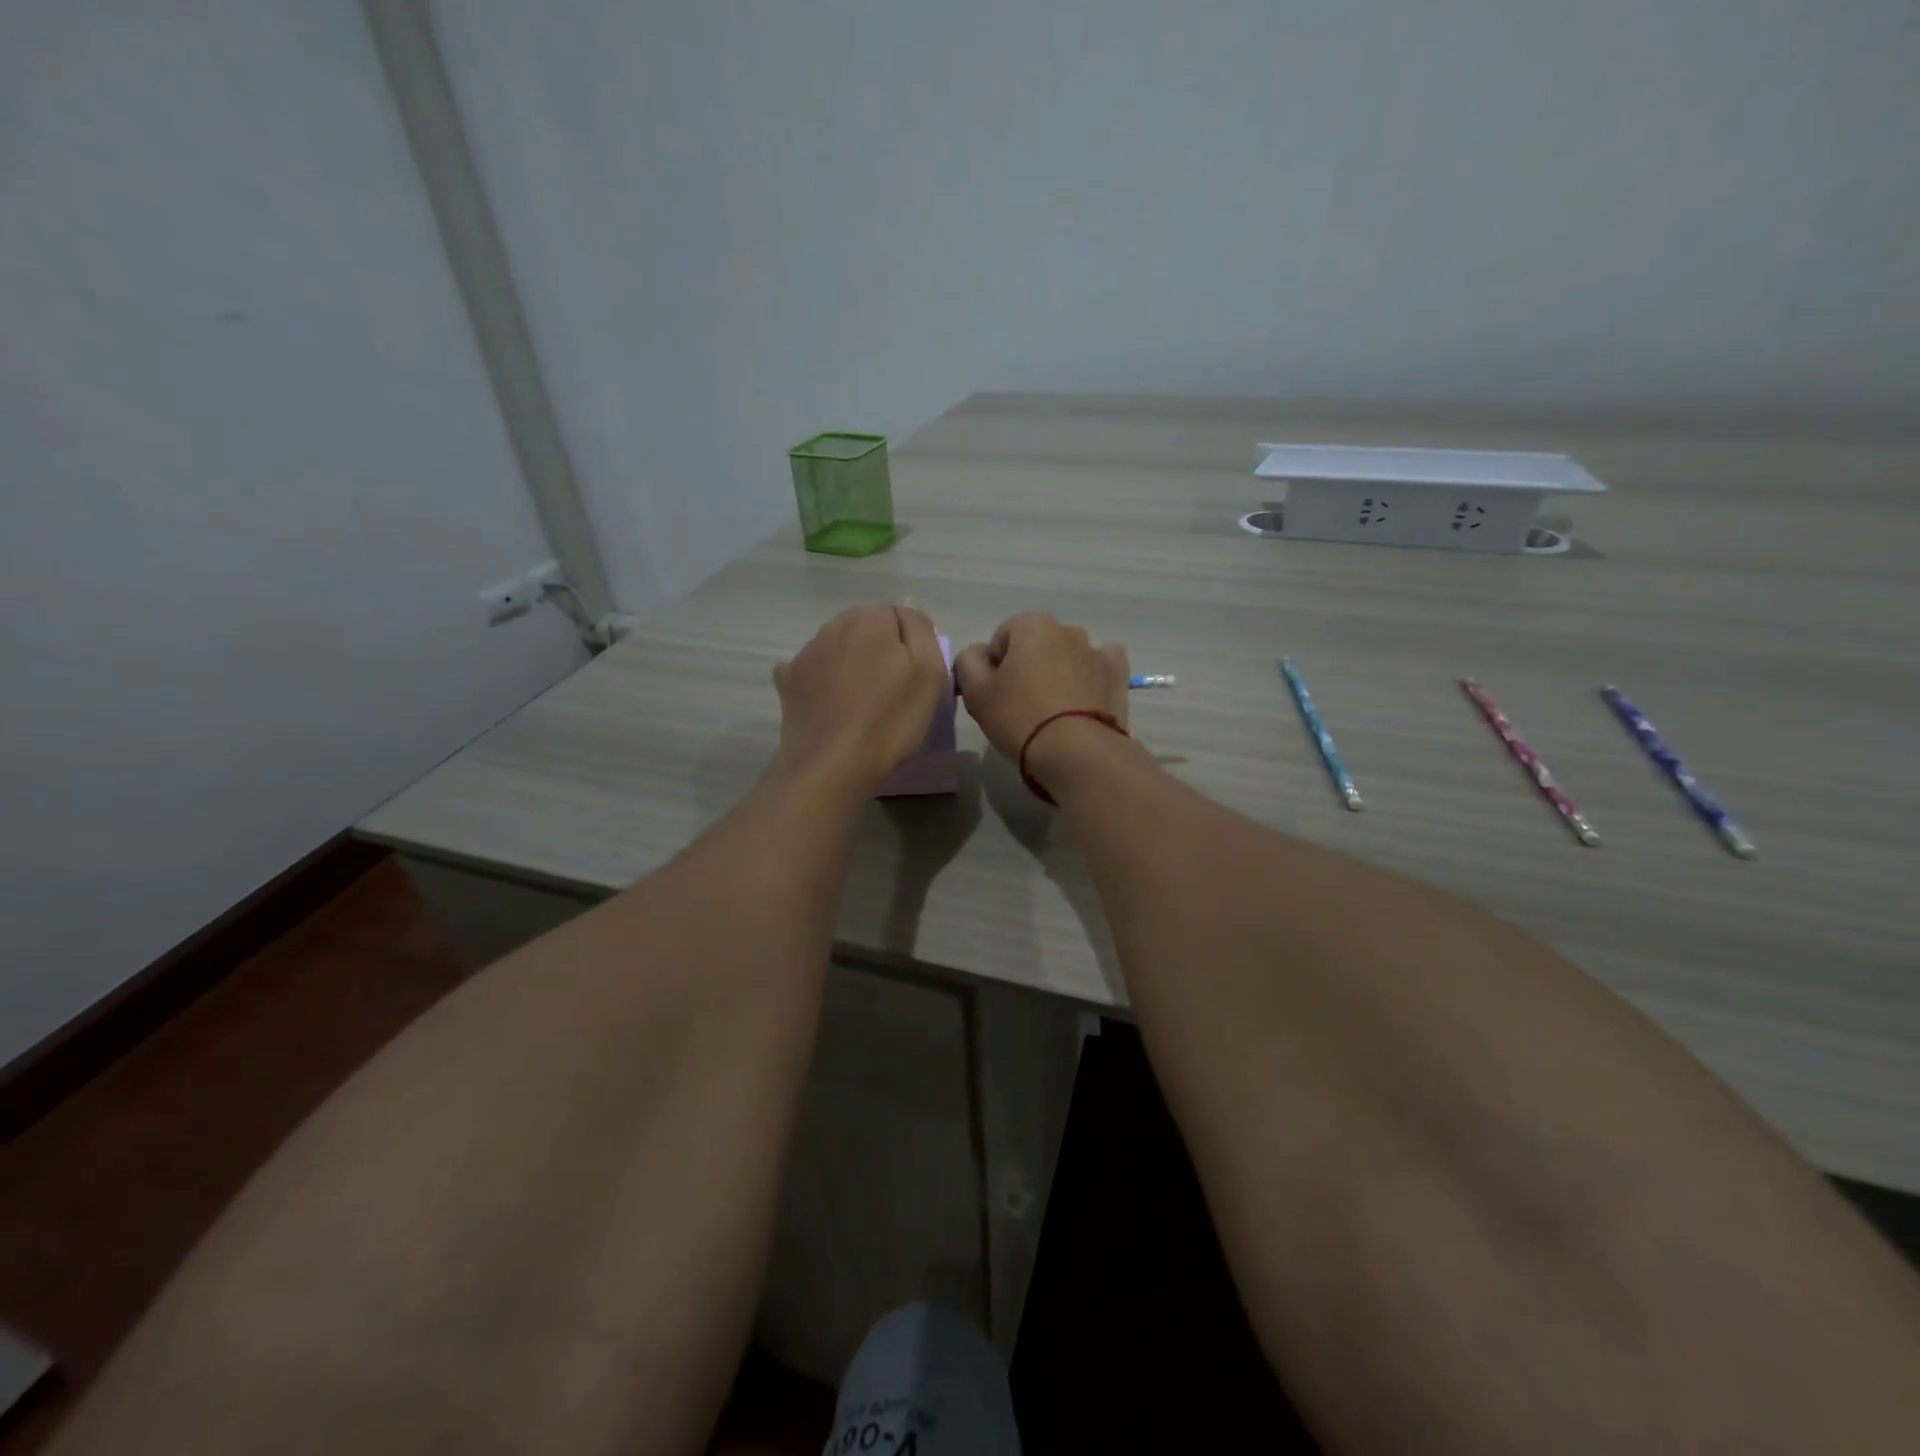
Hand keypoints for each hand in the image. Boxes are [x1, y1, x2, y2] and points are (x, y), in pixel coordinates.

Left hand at [772, 605, 948, 795]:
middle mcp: (833, 626)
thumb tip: (907, 611)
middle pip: (866, 630)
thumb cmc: (890, 719)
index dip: (910, 646)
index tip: (913, 678)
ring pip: (838, 649)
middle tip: (891, 692)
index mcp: (869, 619)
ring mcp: (805, 653)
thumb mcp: (929, 672)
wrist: (832, 766)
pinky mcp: (788, 682)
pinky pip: (812, 672)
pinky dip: (822, 683)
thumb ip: (921, 630)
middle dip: (878, 651)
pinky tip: (830, 705)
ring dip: (850, 666)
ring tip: (861, 704)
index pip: (899, 617)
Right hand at [953, 613, 1129, 784]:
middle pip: (1036, 645)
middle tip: (1020, 704)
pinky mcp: (1117, 675)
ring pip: (1067, 656)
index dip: (994, 666)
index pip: (1002, 638)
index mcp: (1032, 625)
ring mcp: (1097, 651)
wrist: (1076, 752)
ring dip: (1058, 672)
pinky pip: (1099, 668)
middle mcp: (1068, 629)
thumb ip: (968, 662)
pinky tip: (1082, 700)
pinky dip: (1090, 678)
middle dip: (1028, 666)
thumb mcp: (976, 692)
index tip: (995, 694)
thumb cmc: (1019, 717)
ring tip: (1052, 710)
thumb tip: (977, 653)